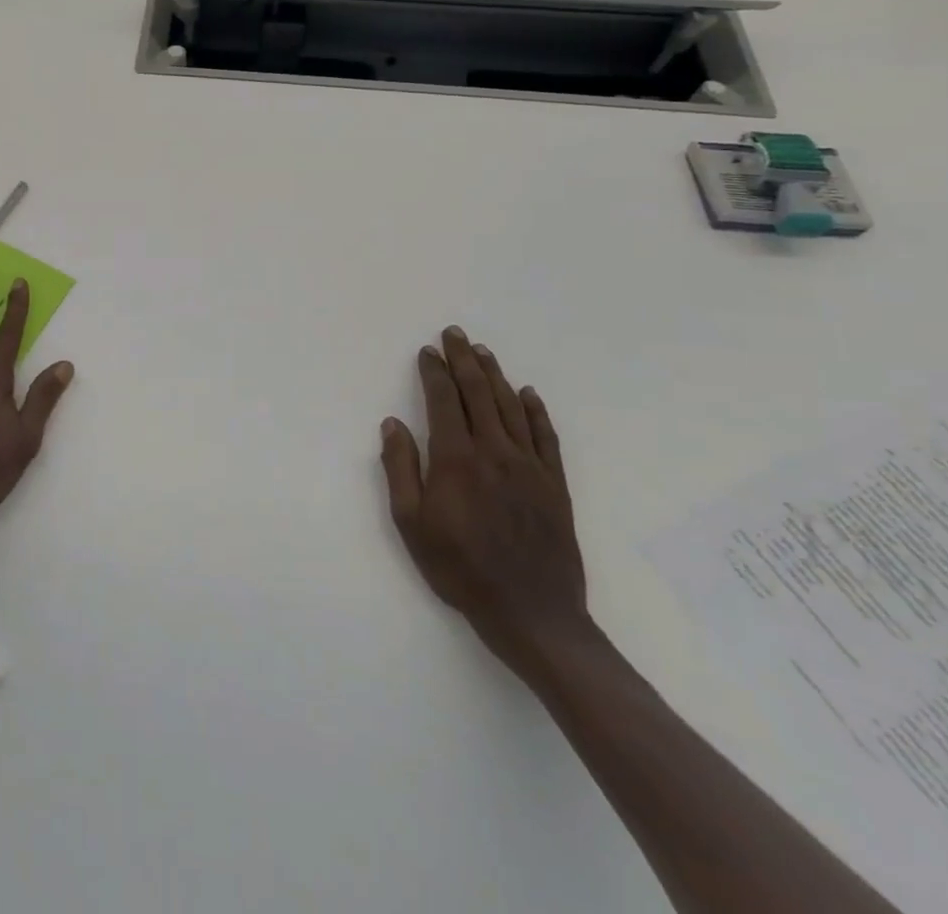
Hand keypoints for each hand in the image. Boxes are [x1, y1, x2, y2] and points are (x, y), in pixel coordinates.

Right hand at [379, 326, 589, 677]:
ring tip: (484, 352)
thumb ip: (400, 469)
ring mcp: (529, 467)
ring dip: (495, 376)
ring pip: (510, 408)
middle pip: (477, 393)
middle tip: (455, 334)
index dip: (434, 372)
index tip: (427, 351)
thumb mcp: (411, 523)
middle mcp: (494, 452)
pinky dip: (536, 412)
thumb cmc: (460, 568)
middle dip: (464, 360)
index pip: (442, 401)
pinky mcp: (555, 485)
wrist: (532, 614)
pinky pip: (546, 437)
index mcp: (456, 459)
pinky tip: (528, 394)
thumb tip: (392, 424)